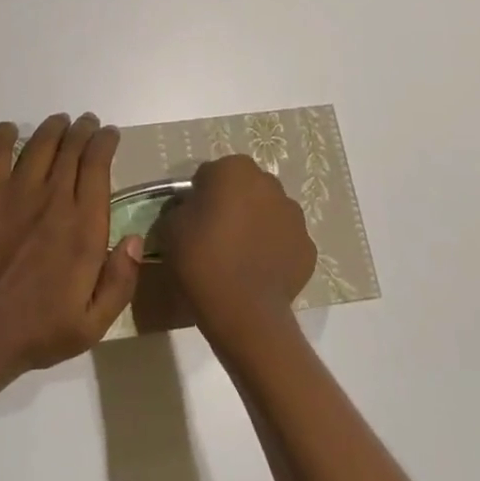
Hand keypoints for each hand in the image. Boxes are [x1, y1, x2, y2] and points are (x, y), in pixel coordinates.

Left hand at [0, 113, 142, 380]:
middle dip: (83, 129)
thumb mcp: (94, 323)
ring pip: (41, 143)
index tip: (109, 134)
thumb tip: (137, 239)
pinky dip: (5, 135)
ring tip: (59, 122)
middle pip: (73, 147)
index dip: (105, 142)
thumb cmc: (39, 330)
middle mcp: (55, 199)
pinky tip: (11, 131)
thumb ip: (121, 281)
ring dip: (54, 127)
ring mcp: (18, 192)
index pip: (98, 165)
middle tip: (87, 123)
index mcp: (85, 226)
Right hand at [154, 155, 315, 339]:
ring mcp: (294, 216)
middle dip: (233, 204)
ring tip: (240, 256)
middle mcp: (270, 183)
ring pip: (269, 212)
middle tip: (216, 235)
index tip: (193, 219)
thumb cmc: (202, 259)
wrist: (244, 311)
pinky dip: (274, 250)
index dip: (200, 195)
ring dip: (257, 224)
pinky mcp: (308, 247)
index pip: (212, 174)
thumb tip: (191, 210)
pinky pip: (285, 241)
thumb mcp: (171, 226)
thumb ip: (182, 208)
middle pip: (245, 188)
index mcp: (235, 169)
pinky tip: (259, 271)